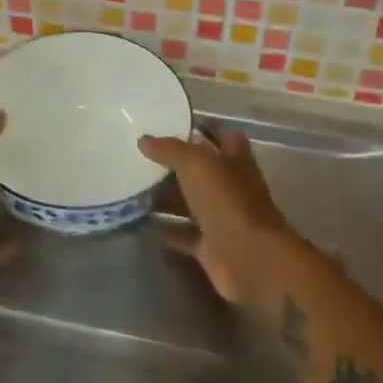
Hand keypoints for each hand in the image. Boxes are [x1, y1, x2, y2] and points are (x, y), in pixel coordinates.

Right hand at [138, 125, 291, 308]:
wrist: (249, 258)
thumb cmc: (227, 201)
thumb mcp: (196, 163)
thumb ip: (169, 149)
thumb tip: (143, 140)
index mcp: (234, 160)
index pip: (222, 136)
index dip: (203, 128)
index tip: (172, 124)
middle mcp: (230, 186)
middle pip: (201, 171)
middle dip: (175, 164)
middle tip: (140, 157)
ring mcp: (221, 217)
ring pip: (190, 202)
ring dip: (167, 197)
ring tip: (133, 187)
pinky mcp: (210, 246)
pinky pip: (184, 234)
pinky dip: (167, 230)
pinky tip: (142, 222)